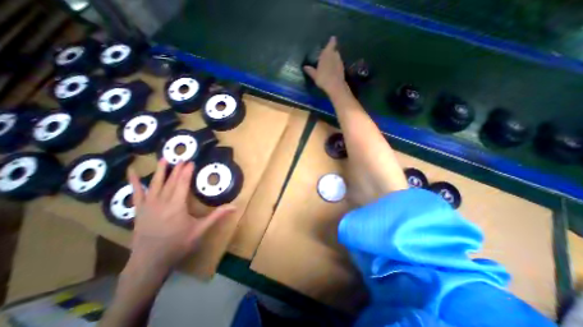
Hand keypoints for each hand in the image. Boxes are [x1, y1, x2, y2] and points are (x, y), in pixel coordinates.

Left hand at [126, 159, 234, 276]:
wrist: (150, 262)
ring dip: (160, 171)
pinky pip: (136, 193)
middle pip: (171, 181)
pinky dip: (134, 182)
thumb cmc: (178, 245)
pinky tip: (132, 172)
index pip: (182, 183)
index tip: (191, 162)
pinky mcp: (139, 211)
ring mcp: (148, 206)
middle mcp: (162, 202)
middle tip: (183, 158)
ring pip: (155, 184)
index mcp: (177, 206)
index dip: (187, 172)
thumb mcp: (200, 230)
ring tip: (164, 159)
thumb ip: (217, 216)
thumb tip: (234, 207)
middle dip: (178, 169)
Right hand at [302, 36, 347, 95]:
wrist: (335, 86)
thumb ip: (310, 70)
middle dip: (331, 51)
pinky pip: (338, 64)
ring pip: (337, 57)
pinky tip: (333, 70)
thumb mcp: (315, 75)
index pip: (331, 44)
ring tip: (329, 63)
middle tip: (327, 55)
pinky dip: (336, 65)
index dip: (331, 41)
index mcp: (327, 54)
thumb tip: (305, 67)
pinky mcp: (342, 69)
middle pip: (334, 50)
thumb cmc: (323, 78)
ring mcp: (340, 62)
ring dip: (334, 58)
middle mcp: (335, 55)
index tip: (332, 39)